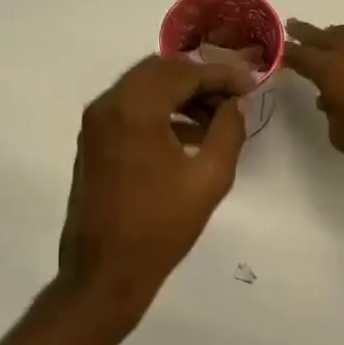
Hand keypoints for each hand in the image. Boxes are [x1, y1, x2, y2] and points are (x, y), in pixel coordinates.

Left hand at [58, 55, 253, 312]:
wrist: (104, 274)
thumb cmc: (160, 228)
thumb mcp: (209, 178)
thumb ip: (228, 131)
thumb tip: (236, 103)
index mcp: (134, 110)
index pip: (183, 72)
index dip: (221, 75)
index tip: (251, 84)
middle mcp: (108, 105)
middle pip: (160, 70)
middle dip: (200, 79)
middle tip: (233, 97)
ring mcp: (95, 123)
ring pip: (144, 87)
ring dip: (180, 94)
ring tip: (217, 118)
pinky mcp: (93, 141)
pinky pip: (130, 109)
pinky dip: (161, 111)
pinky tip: (191, 136)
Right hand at [284, 20, 343, 179]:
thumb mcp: (341, 135)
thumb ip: (332, 114)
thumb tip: (332, 101)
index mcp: (331, 69)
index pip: (301, 55)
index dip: (287, 53)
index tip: (276, 51)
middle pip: (323, 36)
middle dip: (306, 33)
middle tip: (293, 27)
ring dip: (334, 34)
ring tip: (327, 38)